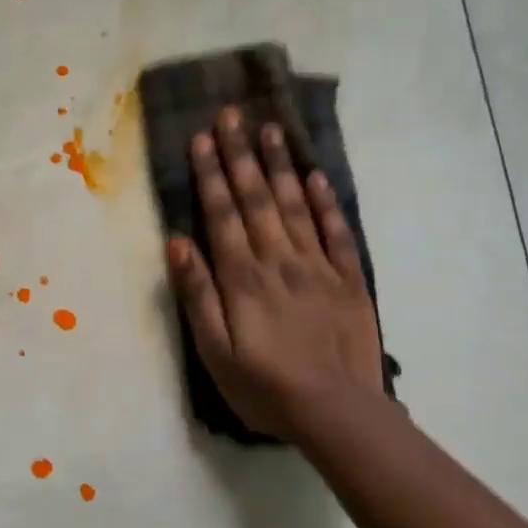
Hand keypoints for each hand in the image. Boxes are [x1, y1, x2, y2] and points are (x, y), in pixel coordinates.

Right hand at [165, 108, 384, 439]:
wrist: (337, 412)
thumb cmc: (264, 386)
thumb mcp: (214, 352)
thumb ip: (198, 295)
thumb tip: (178, 242)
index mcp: (243, 277)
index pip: (223, 214)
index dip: (211, 174)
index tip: (202, 138)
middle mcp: (279, 260)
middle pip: (256, 199)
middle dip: (240, 155)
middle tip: (231, 115)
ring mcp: (318, 267)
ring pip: (296, 205)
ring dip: (280, 166)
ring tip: (271, 129)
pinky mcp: (349, 280)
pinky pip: (336, 232)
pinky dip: (326, 202)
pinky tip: (316, 176)